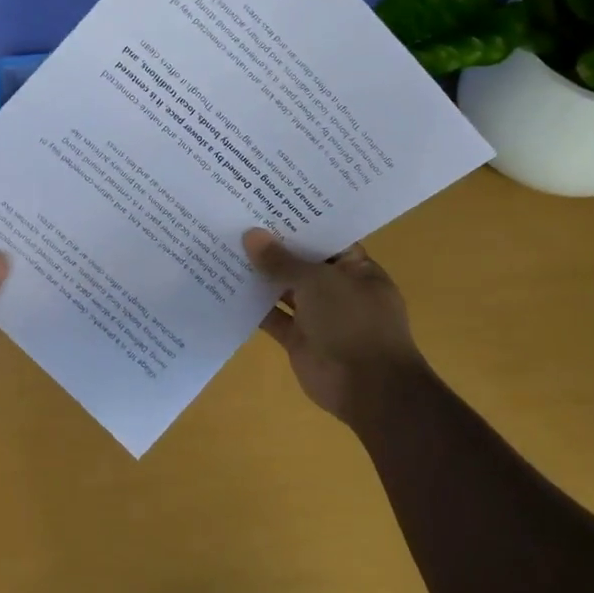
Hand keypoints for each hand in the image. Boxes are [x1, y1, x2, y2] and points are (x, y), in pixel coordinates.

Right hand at [243, 229, 431, 428]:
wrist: (368, 387)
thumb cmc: (353, 323)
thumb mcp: (318, 282)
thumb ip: (282, 260)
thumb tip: (251, 235)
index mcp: (356, 269)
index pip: (326, 238)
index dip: (299, 223)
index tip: (266, 204)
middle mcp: (338, 289)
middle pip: (302, 263)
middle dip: (273, 247)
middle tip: (236, 221)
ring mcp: (318, 316)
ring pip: (284, 290)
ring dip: (260, 276)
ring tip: (225, 248)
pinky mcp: (299, 340)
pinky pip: (273, 318)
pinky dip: (253, 307)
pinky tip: (226, 287)